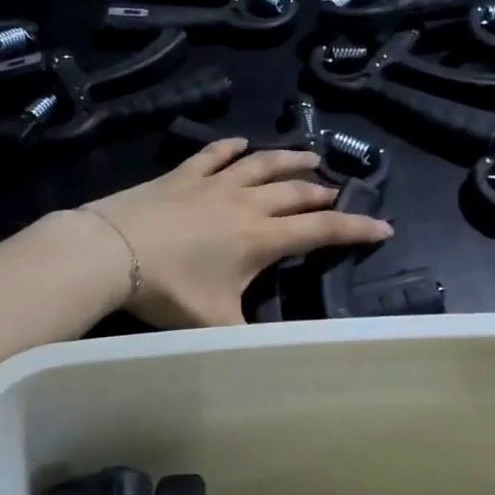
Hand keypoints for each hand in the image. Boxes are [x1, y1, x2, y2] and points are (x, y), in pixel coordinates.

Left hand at [79, 138, 392, 327]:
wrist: (110, 251)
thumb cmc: (167, 290)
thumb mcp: (214, 325)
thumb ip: (248, 337)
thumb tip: (275, 351)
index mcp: (261, 238)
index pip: (321, 230)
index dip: (356, 229)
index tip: (383, 227)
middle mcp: (246, 203)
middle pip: (295, 192)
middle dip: (322, 193)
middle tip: (336, 194)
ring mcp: (213, 183)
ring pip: (262, 163)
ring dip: (289, 160)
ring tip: (309, 157)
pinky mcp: (182, 174)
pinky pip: (214, 153)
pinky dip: (232, 147)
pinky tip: (241, 142)